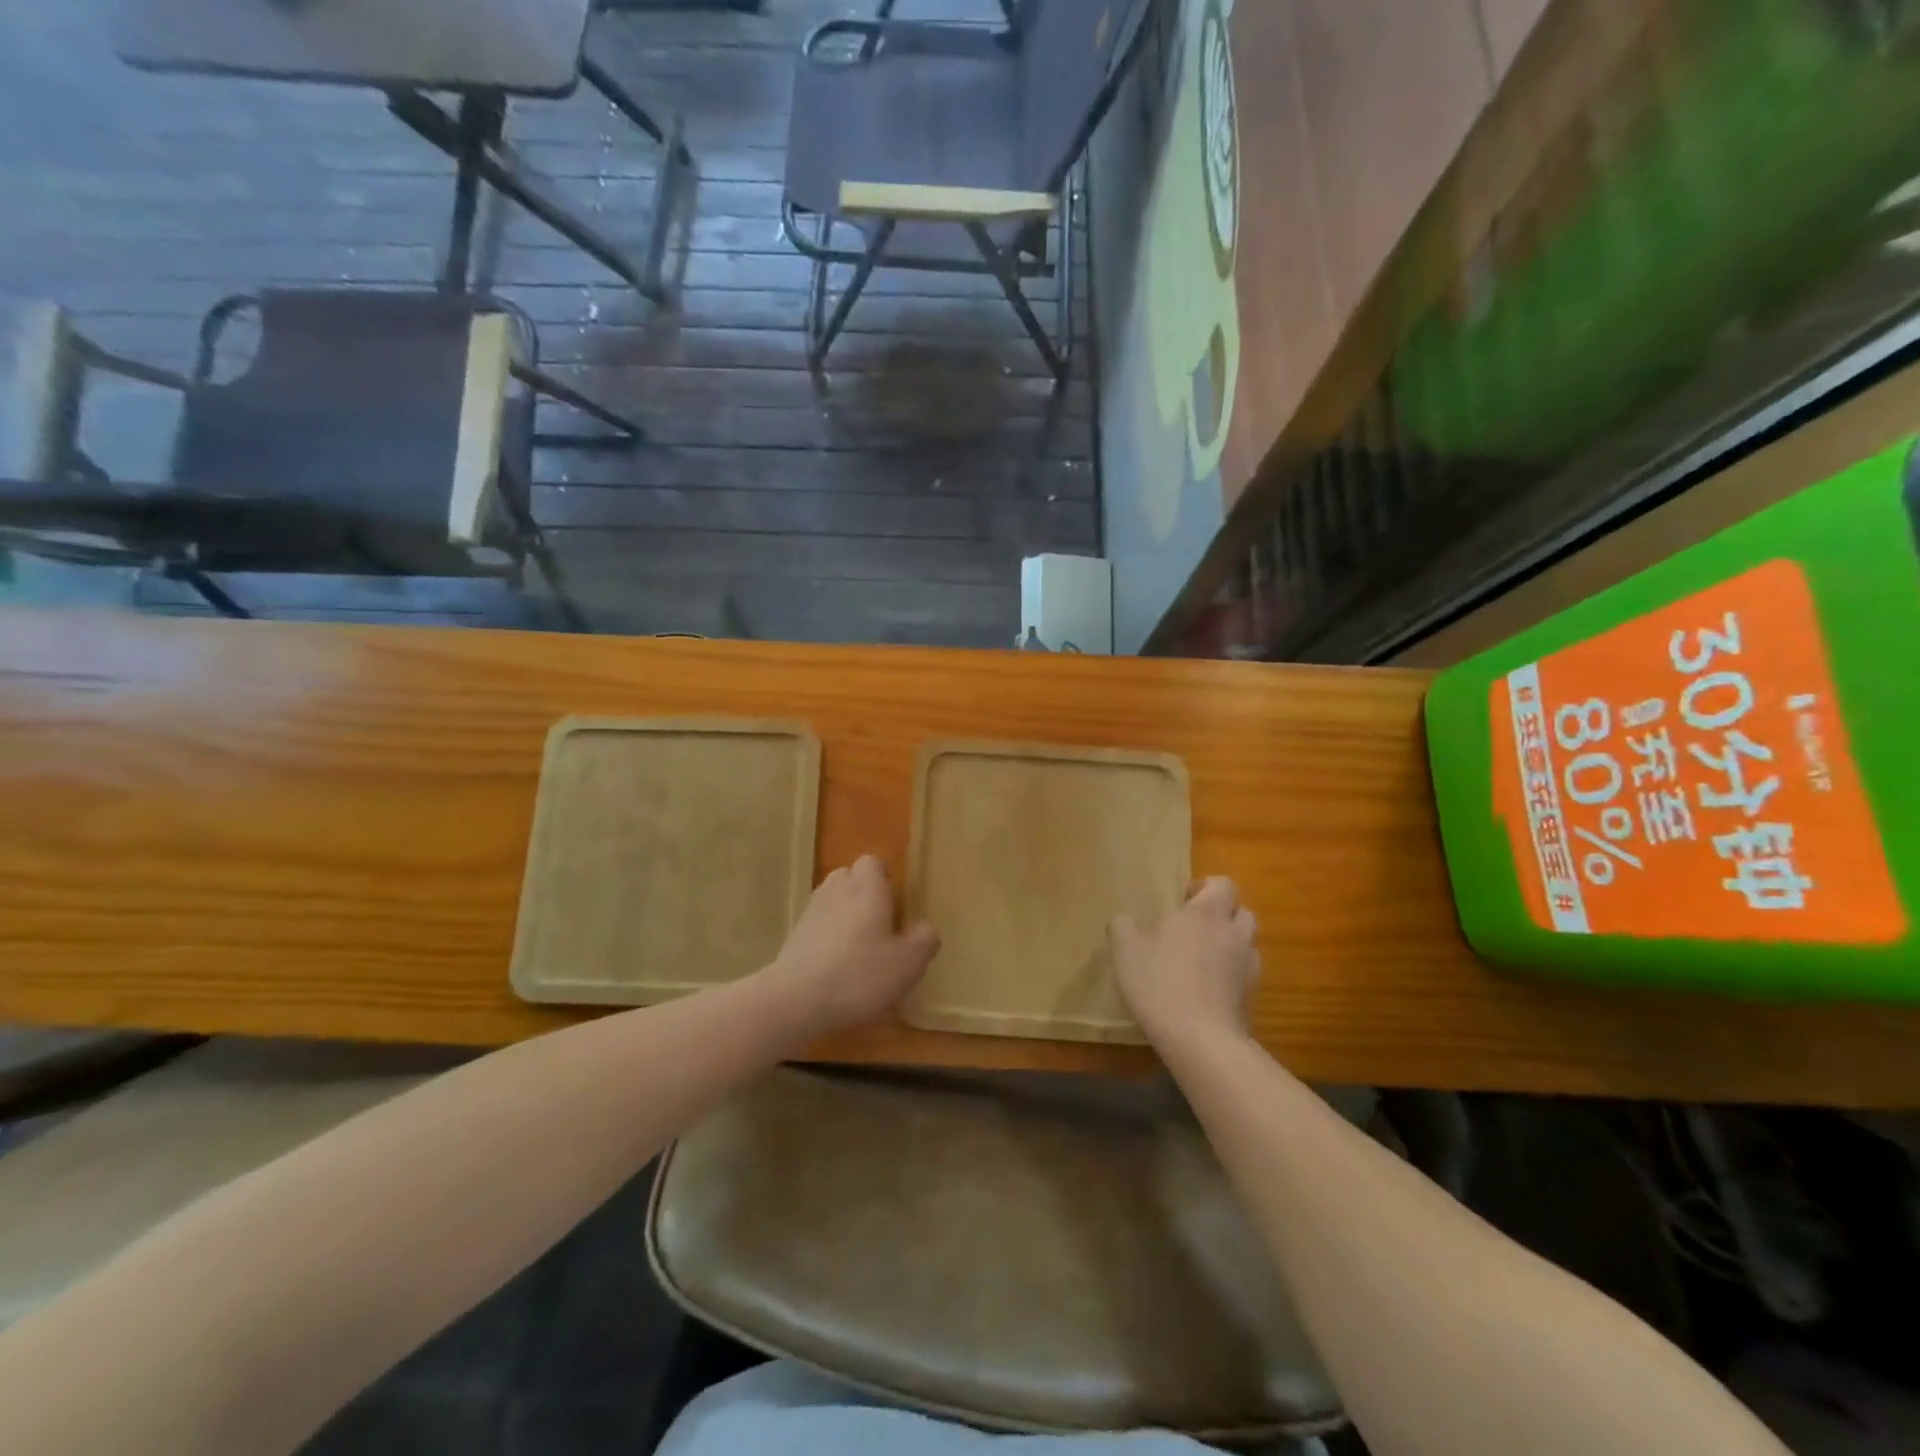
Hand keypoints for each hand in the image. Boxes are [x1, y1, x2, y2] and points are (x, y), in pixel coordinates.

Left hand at [768, 855, 938, 1035]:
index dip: (883, 876)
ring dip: (844, 914)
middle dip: (863, 892)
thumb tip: (925, 927)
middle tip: (880, 921)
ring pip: (831, 901)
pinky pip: (817, 926)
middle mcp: (836, 891)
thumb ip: (924, 939)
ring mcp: (810, 913)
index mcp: (867, 889)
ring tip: (860, 945)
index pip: (872, 862)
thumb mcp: (908, 962)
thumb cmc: (860, 974)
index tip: (895, 899)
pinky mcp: (793, 938)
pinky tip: (837, 966)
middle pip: (848, 877)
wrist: (796, 1000)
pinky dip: (828, 937)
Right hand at [1109, 877, 1259, 1047]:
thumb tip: (1124, 920)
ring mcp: (1248, 965)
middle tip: (1193, 929)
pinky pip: (1245, 973)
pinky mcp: (1252, 995)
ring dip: (1229, 943)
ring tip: (1203, 959)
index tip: (1183, 901)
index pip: (1223, 884)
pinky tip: (1208, 989)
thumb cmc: (1160, 982)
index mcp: (1205, 913)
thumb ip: (1123, 926)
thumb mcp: (1125, 949)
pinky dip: (1232, 974)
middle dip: (1222, 915)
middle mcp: (1233, 932)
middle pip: (1241, 911)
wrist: (1200, 1039)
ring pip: (1247, 942)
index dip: (1206, 887)